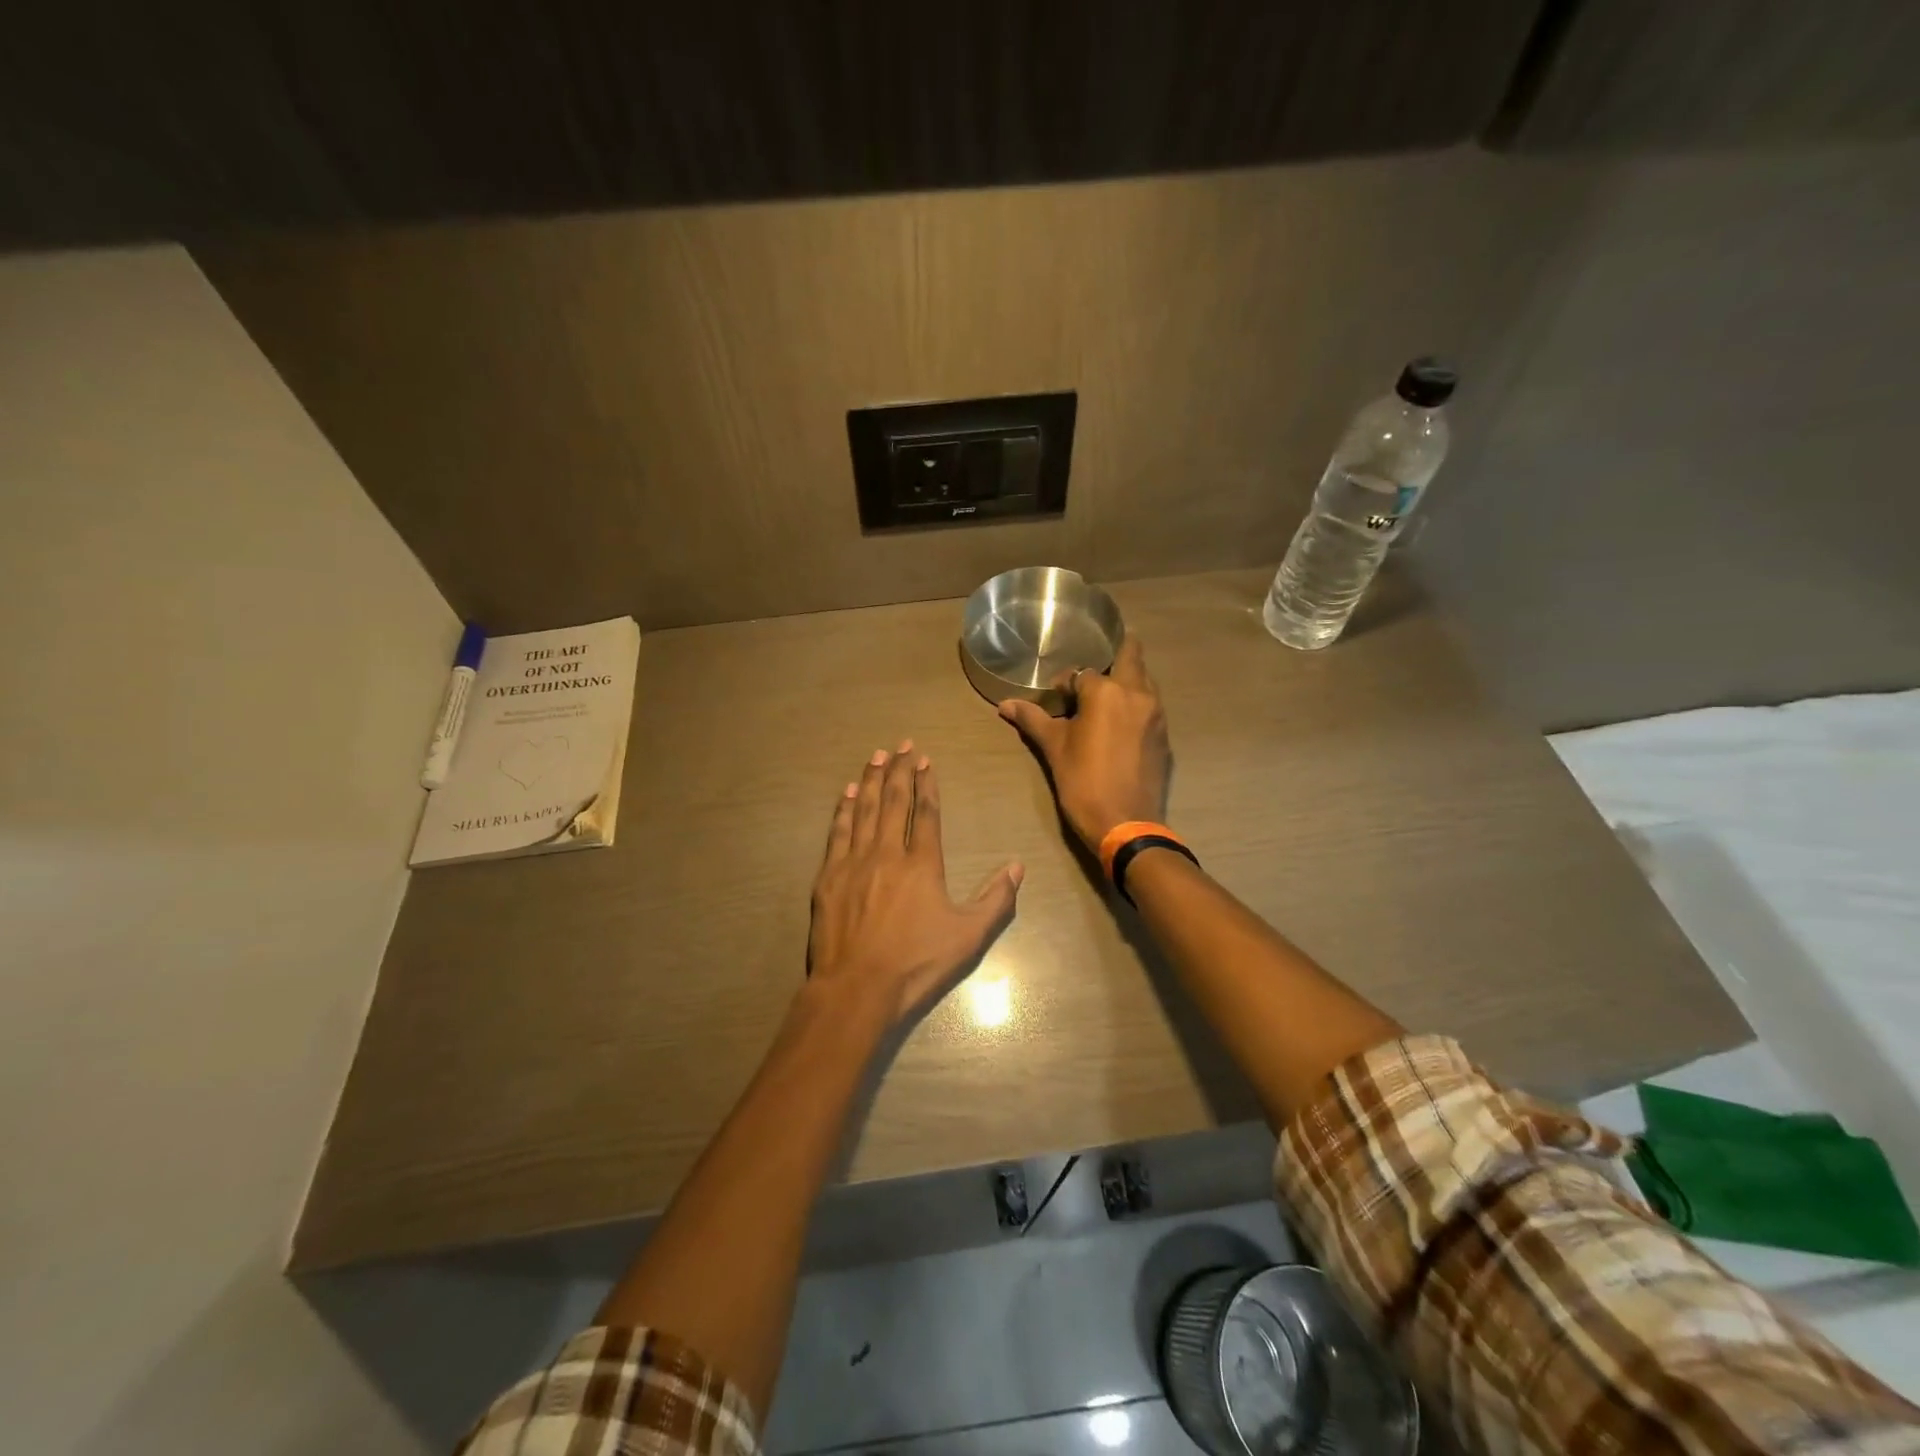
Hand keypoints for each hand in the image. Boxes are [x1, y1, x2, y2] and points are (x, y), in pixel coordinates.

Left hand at [808, 742, 1023, 1026]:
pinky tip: (846, 793)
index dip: (926, 784)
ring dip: (870, 780)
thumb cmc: (916, 964)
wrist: (857, 988)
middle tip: (902, 744)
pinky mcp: (829, 877)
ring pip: (863, 810)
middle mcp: (887, 853)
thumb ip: (995, 900)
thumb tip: (1018, 867)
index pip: (926, 813)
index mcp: (922, 864)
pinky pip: (837, 832)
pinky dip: (842, 809)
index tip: (925, 760)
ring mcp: (854, 862)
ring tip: (876, 755)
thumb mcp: (968, 937)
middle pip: (893, 801)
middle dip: (899, 770)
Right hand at [998, 637, 1170, 852]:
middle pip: (1131, 657)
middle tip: (1099, 660)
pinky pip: (1151, 707)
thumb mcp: (1054, 749)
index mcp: (1106, 692)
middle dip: (1117, 653)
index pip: (1082, 674)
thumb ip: (1033, 720)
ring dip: (1128, 679)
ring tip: (1107, 692)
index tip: (1055, 699)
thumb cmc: (1083, 782)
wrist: (1126, 824)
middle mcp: (1137, 694)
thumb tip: (1005, 705)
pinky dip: (1137, 704)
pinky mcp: (1164, 736)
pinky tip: (1121, 722)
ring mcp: (1156, 715)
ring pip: (1145, 681)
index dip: (1066, 684)